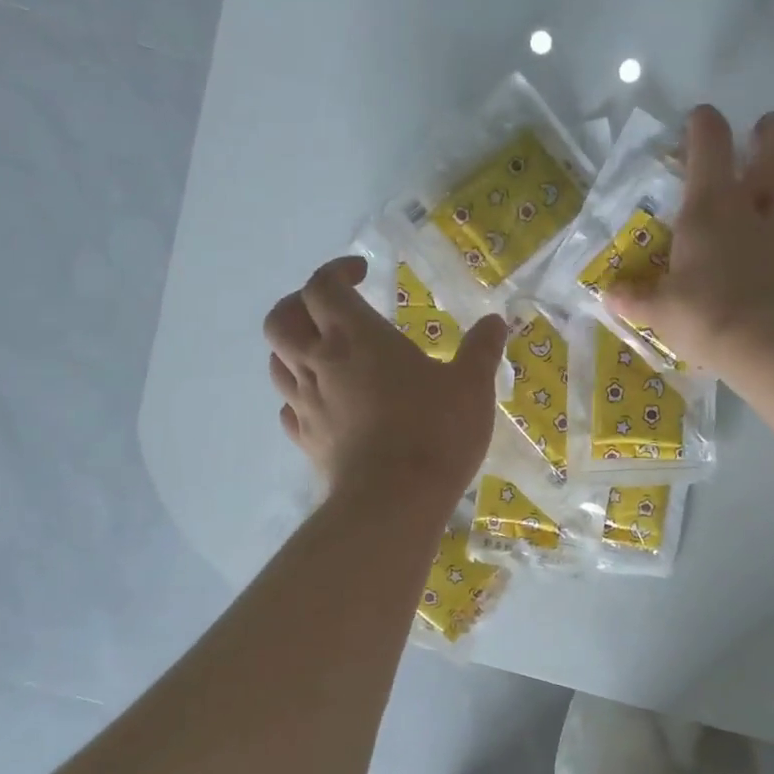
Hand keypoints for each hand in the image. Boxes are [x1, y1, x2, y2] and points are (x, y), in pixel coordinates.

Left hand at [265, 257, 507, 515]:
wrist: (394, 502)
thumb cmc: (434, 432)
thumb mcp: (472, 386)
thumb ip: (482, 349)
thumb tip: (495, 321)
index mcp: (355, 338)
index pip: (322, 286)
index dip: (337, 271)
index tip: (364, 274)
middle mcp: (320, 363)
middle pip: (282, 318)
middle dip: (300, 304)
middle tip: (333, 309)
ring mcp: (307, 404)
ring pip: (277, 362)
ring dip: (295, 347)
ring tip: (327, 353)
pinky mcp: (307, 441)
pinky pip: (289, 406)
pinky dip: (301, 394)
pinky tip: (327, 402)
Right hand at [608, 106, 773, 367]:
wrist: (771, 343)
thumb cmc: (707, 318)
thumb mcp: (660, 311)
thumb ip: (635, 298)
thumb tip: (607, 295)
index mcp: (712, 204)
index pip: (709, 136)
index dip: (704, 123)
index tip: (700, 128)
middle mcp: (762, 196)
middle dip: (773, 130)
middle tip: (762, 148)